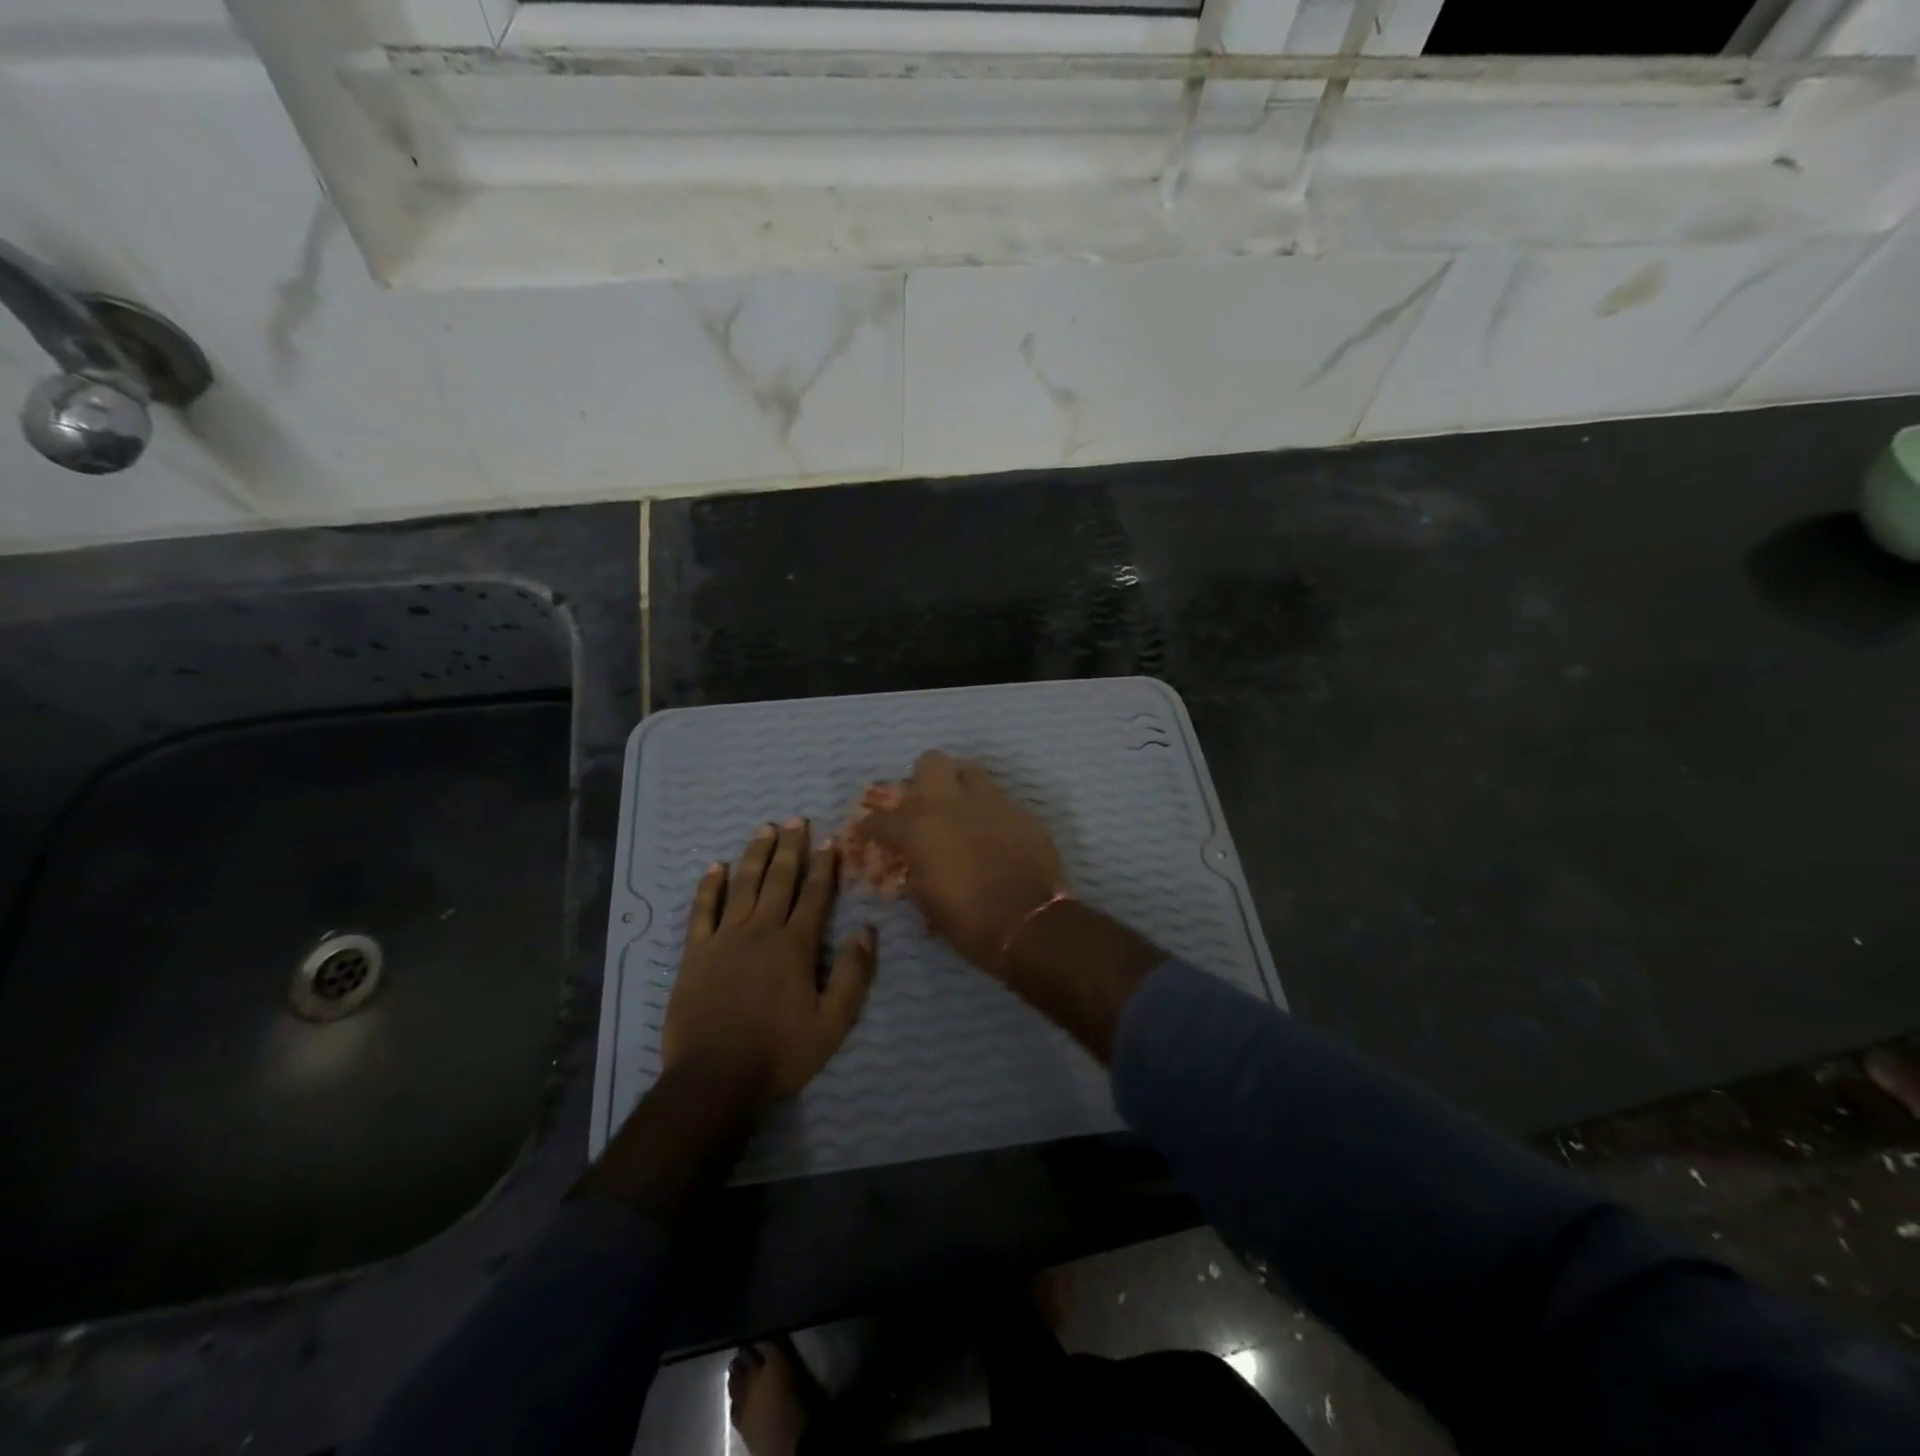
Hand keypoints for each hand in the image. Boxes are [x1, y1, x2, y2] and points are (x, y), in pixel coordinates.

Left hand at [662, 819, 876, 1106]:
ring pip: (742, 886)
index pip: (815, 895)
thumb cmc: (779, 1053)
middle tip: (795, 819)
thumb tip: (866, 931)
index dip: (824, 866)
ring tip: (763, 829)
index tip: (830, 840)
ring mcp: (724, 939)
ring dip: (755, 855)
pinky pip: (702, 911)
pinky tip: (715, 867)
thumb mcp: (832, 1023)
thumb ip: (852, 975)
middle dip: (790, 848)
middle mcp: (761, 931)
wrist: (714, 1078)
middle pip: (778, 880)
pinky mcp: (695, 954)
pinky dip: (708, 887)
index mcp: (795, 946)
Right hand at [857, 751, 1063, 974]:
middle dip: (922, 781)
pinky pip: (998, 797)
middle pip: (930, 763)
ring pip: (969, 771)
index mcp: (919, 828)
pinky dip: (988, 810)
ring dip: (959, 786)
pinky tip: (992, 832)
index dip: (870, 827)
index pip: (881, 818)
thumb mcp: (926, 903)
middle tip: (924, 806)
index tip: (869, 834)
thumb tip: (910, 863)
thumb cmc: (969, 921)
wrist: (1030, 923)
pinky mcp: (1020, 810)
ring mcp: (990, 802)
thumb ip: (913, 872)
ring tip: (960, 810)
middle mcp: (951, 804)